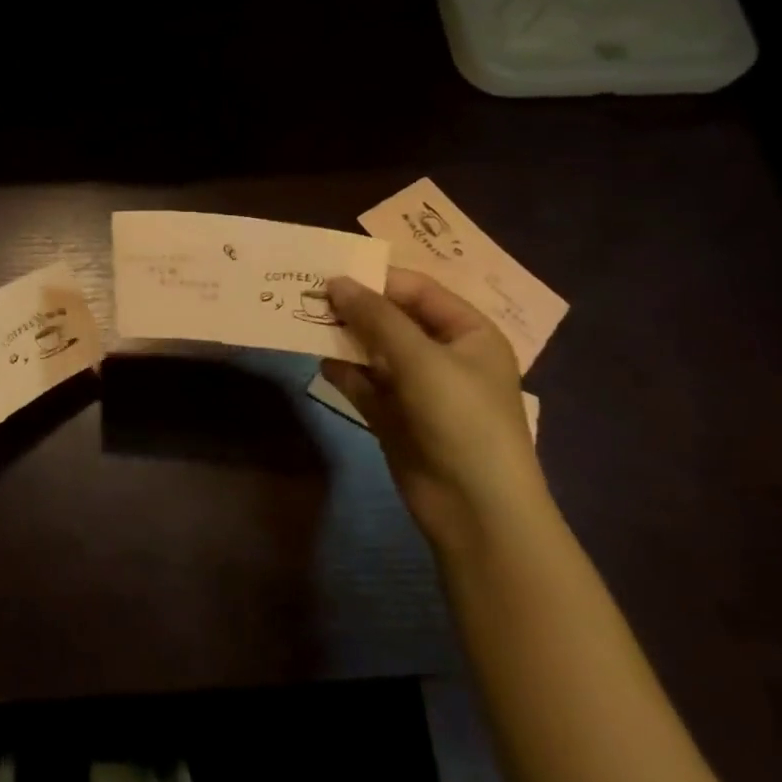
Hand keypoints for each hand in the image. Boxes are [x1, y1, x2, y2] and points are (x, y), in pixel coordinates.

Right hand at [324, 270, 549, 549]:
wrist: (476, 509)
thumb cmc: (461, 418)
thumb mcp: (420, 358)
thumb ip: (376, 317)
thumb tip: (335, 282)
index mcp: (468, 333)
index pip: (417, 291)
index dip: (375, 279)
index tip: (328, 272)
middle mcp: (444, 355)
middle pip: (392, 319)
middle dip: (354, 309)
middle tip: (307, 294)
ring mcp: (419, 388)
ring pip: (374, 352)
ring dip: (344, 339)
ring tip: (305, 323)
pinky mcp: (396, 417)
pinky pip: (365, 384)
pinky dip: (344, 373)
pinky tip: (319, 362)